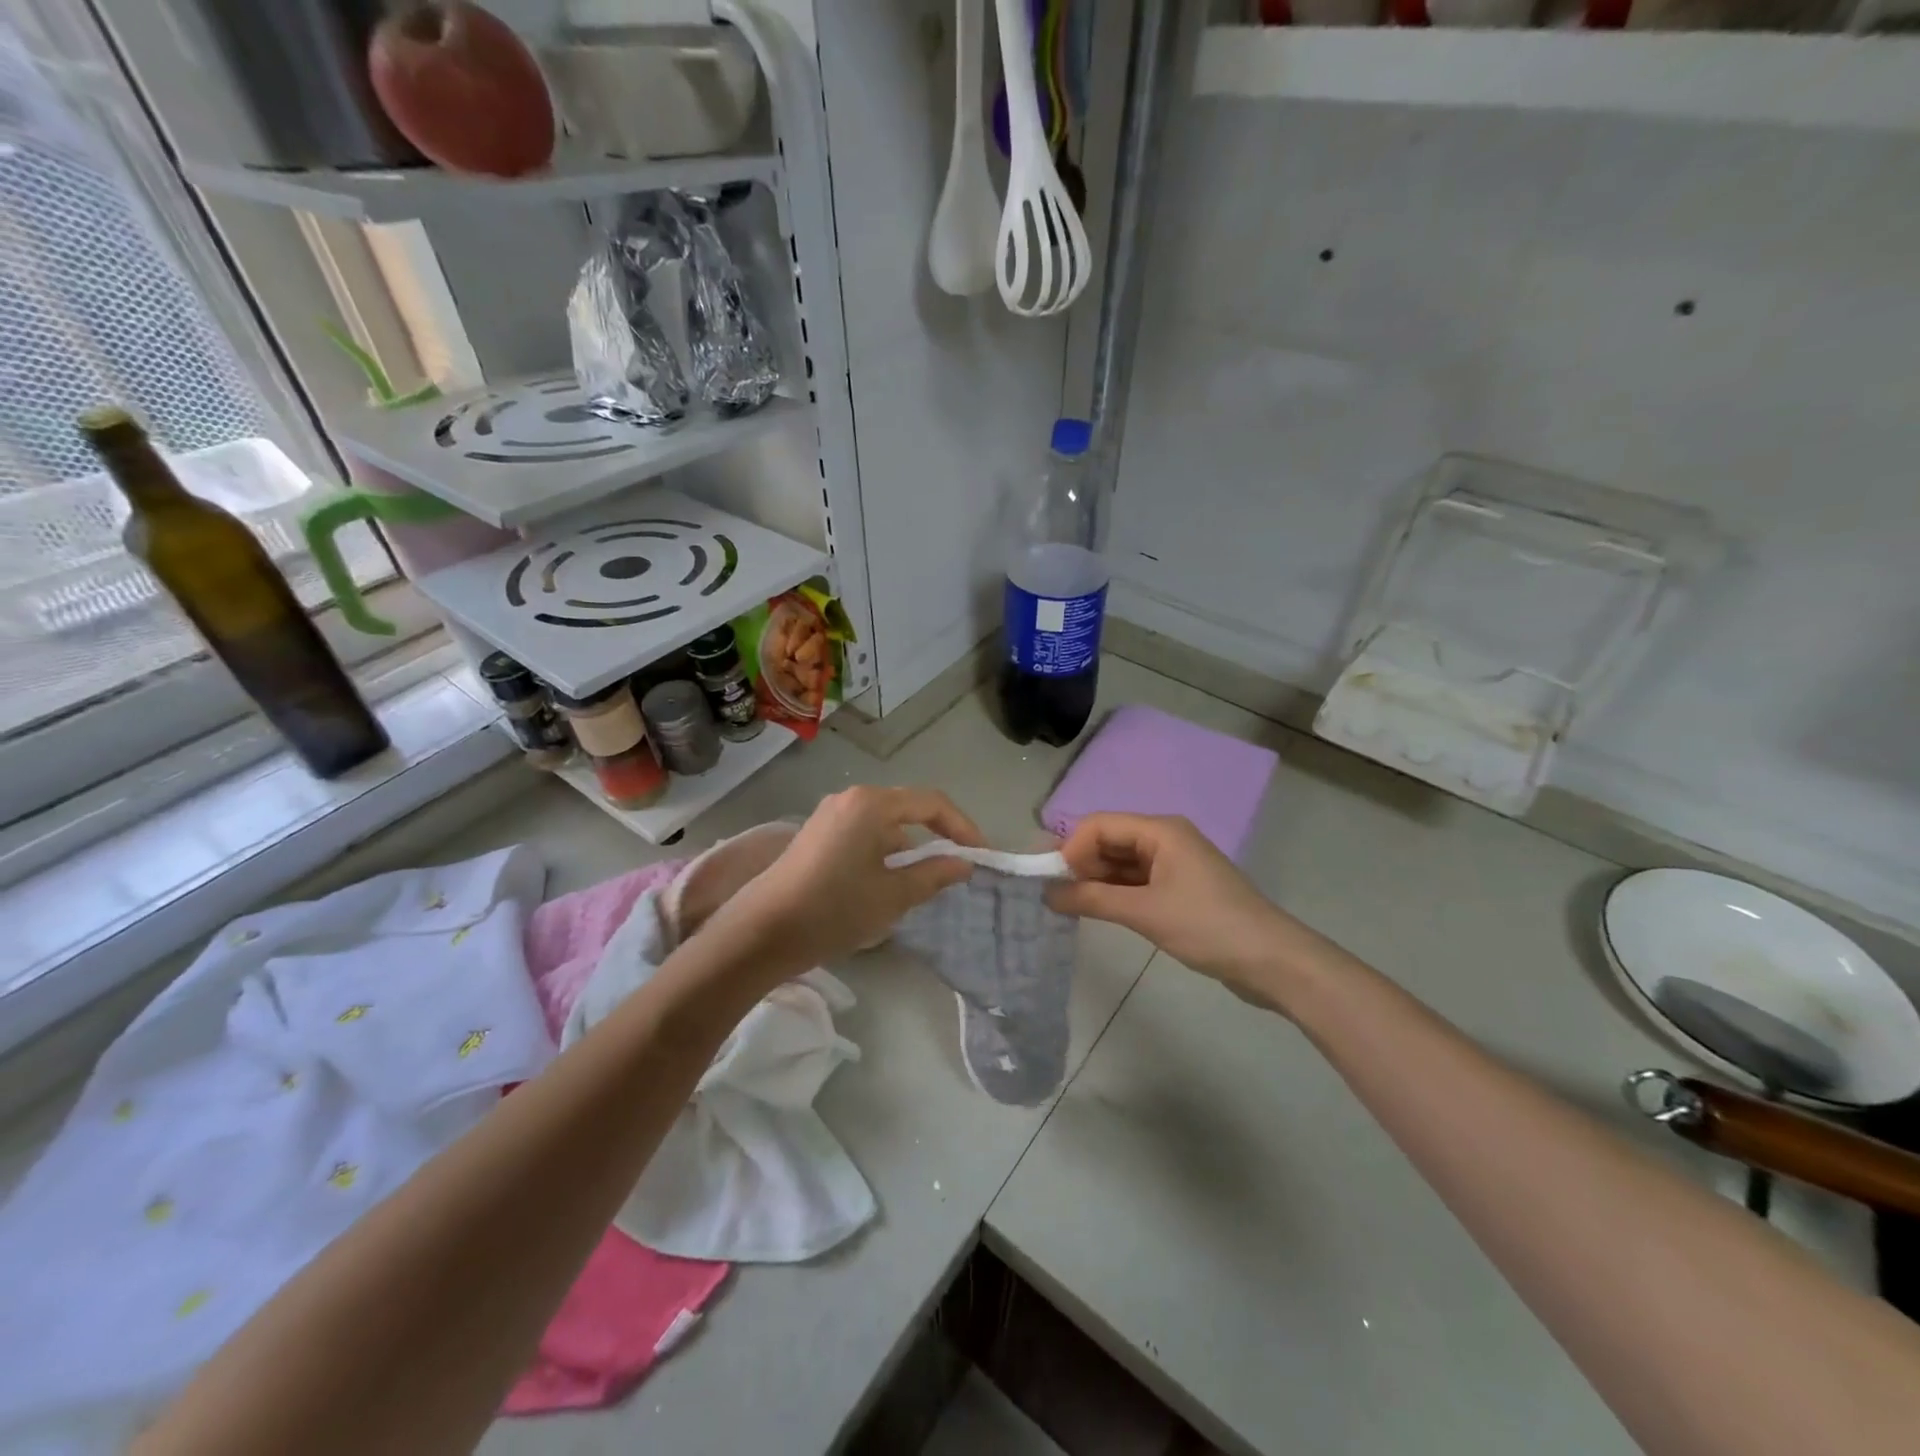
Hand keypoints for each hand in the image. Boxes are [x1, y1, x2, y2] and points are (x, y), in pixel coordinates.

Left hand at [723, 785, 983, 967]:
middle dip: (936, 836)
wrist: (762, 932)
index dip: (962, 826)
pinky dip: (883, 852)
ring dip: (908, 848)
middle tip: (957, 866)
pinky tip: (886, 884)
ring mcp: (829, 815)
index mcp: (872, 805)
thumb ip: (933, 874)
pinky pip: (863, 834)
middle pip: (907, 809)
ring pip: (884, 824)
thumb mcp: (892, 896)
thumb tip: (963, 864)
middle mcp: (850, 799)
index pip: (931, 803)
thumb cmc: (834, 909)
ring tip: (924, 882)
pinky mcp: (816, 835)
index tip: (980, 854)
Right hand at [1047, 813, 1302, 1005]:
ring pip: (1122, 862)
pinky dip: (1115, 893)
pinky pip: (1137, 881)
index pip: (1100, 825)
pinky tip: (1098, 911)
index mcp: (1161, 830)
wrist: (1272, 961)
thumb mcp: (1144, 912)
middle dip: (1080, 864)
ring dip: (1096, 880)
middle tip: (1056, 896)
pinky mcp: (1180, 888)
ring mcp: (1174, 864)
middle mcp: (1166, 838)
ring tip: (1071, 907)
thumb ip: (1092, 899)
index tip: (1052, 882)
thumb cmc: (1207, 926)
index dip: (1071, 848)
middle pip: (1110, 840)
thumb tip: (1047, 893)